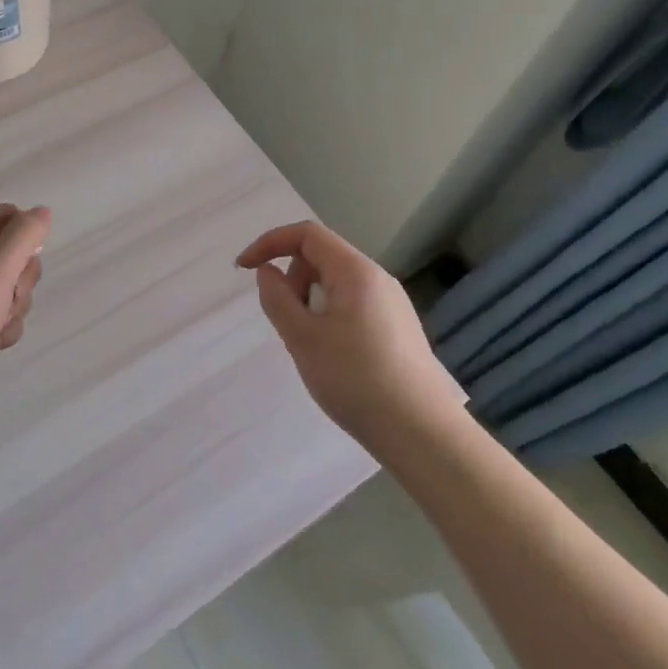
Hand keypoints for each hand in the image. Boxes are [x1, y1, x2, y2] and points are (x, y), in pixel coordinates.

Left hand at [0, 204, 51, 419]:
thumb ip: (25, 235)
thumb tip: (43, 211)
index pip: (4, 215)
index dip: (25, 233)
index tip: (30, 257)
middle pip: (11, 253)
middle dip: (21, 277)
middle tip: (11, 294)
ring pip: (9, 288)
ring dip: (14, 306)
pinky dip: (2, 328)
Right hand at [237, 219, 462, 443]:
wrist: (422, 434)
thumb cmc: (356, 380)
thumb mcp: (303, 339)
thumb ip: (277, 299)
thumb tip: (268, 272)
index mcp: (356, 271)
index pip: (307, 234)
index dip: (270, 243)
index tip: (244, 269)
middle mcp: (378, 279)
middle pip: (322, 257)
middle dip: (292, 278)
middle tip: (287, 322)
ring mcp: (392, 305)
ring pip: (337, 284)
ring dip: (310, 301)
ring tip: (310, 345)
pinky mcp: (398, 330)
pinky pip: (353, 306)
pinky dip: (330, 317)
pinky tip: (334, 358)